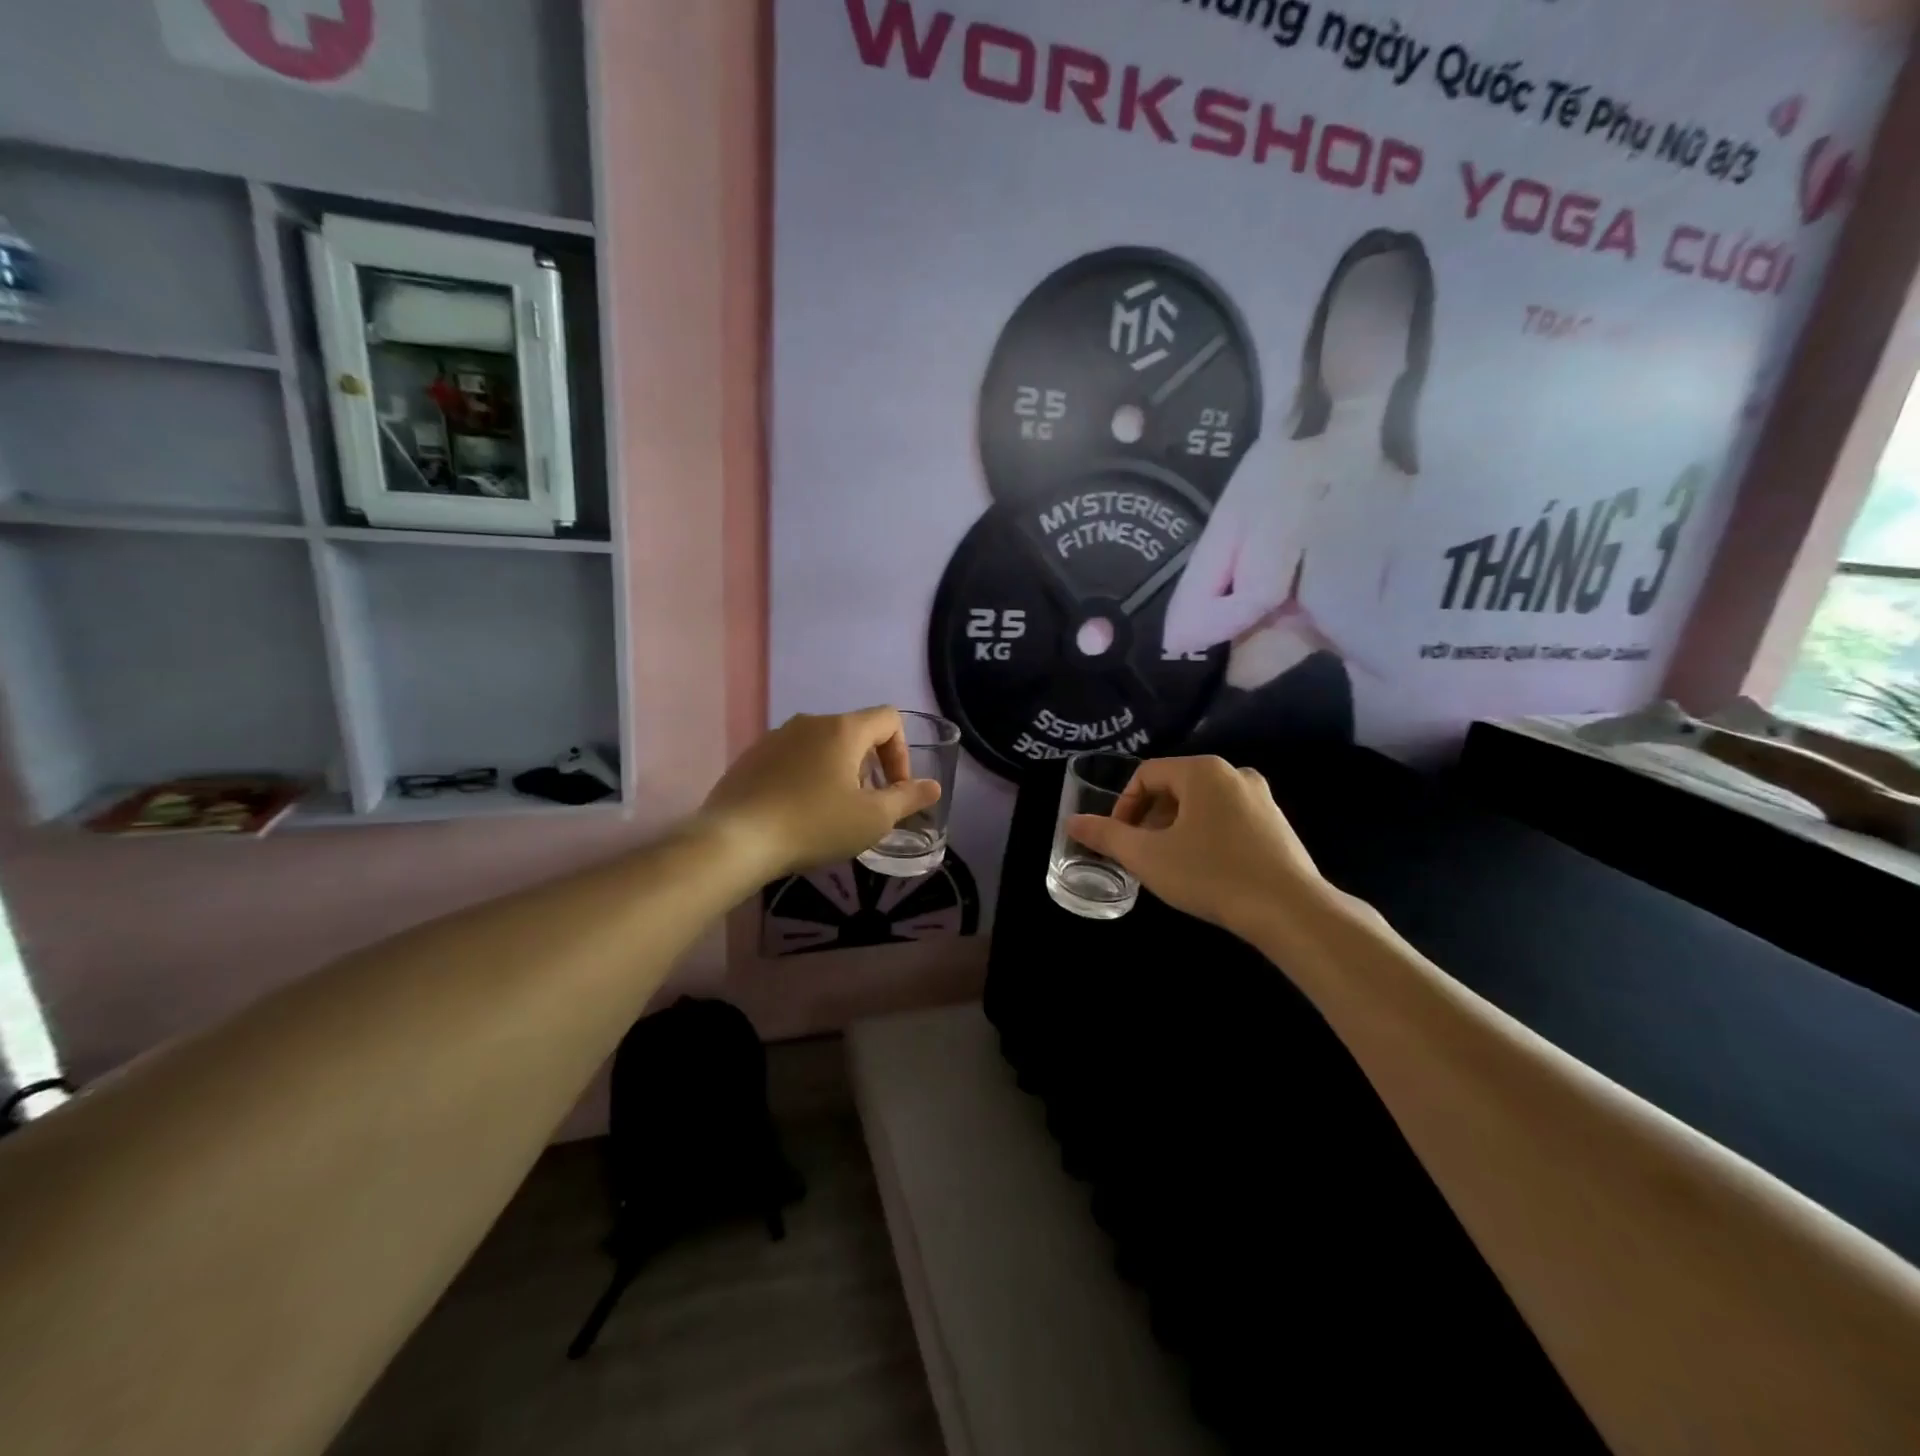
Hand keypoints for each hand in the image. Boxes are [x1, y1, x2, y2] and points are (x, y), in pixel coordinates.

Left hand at [699, 708, 941, 878]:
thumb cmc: (814, 825)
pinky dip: (805, 776)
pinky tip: (796, 812)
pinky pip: (791, 757)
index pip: (889, 718)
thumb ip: (908, 799)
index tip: (893, 789)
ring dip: (837, 771)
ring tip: (831, 811)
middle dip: (869, 765)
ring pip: (821, 745)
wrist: (736, 840)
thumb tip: (933, 787)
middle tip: (865, 805)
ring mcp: (776, 736)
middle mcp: (810, 722)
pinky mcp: (752, 756)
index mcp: (843, 729)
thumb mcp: (872, 819)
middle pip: (855, 731)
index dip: (902, 752)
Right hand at [1066, 756, 1327, 942]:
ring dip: (1176, 829)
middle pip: (1175, 788)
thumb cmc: (1211, 874)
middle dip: (1149, 819)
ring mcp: (1261, 798)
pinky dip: (1206, 836)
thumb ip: (1106, 836)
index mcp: (1202, 771)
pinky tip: (1205, 870)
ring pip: (1202, 805)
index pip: (1146, 774)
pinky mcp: (1278, 824)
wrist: (1290, 910)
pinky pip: (1228, 819)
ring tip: (1169, 864)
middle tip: (1141, 853)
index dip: (1124, 806)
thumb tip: (1072, 822)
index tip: (1119, 839)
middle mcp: (1234, 774)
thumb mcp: (1147, 856)